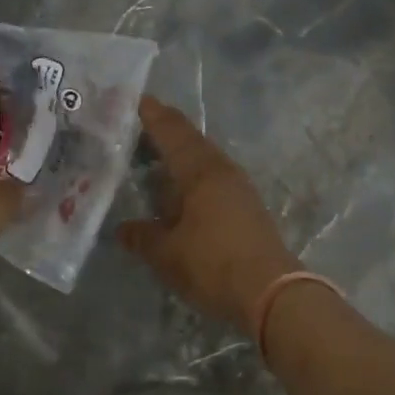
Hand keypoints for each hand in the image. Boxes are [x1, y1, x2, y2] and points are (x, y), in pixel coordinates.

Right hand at [117, 97, 300, 330]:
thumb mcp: (167, 254)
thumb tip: (122, 229)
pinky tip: (179, 190)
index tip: (133, 100)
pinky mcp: (246, 206)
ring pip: (203, 158)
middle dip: (164, 130)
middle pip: (189, 140)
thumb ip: (142, 237)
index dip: (152, 114)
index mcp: (199, 170)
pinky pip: (212, 177)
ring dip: (179, 153)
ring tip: (153, 157)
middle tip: (137, 126)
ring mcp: (238, 187)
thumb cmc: (213, 265)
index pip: (171, 131)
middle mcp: (221, 170)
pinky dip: (191, 175)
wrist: (272, 294)